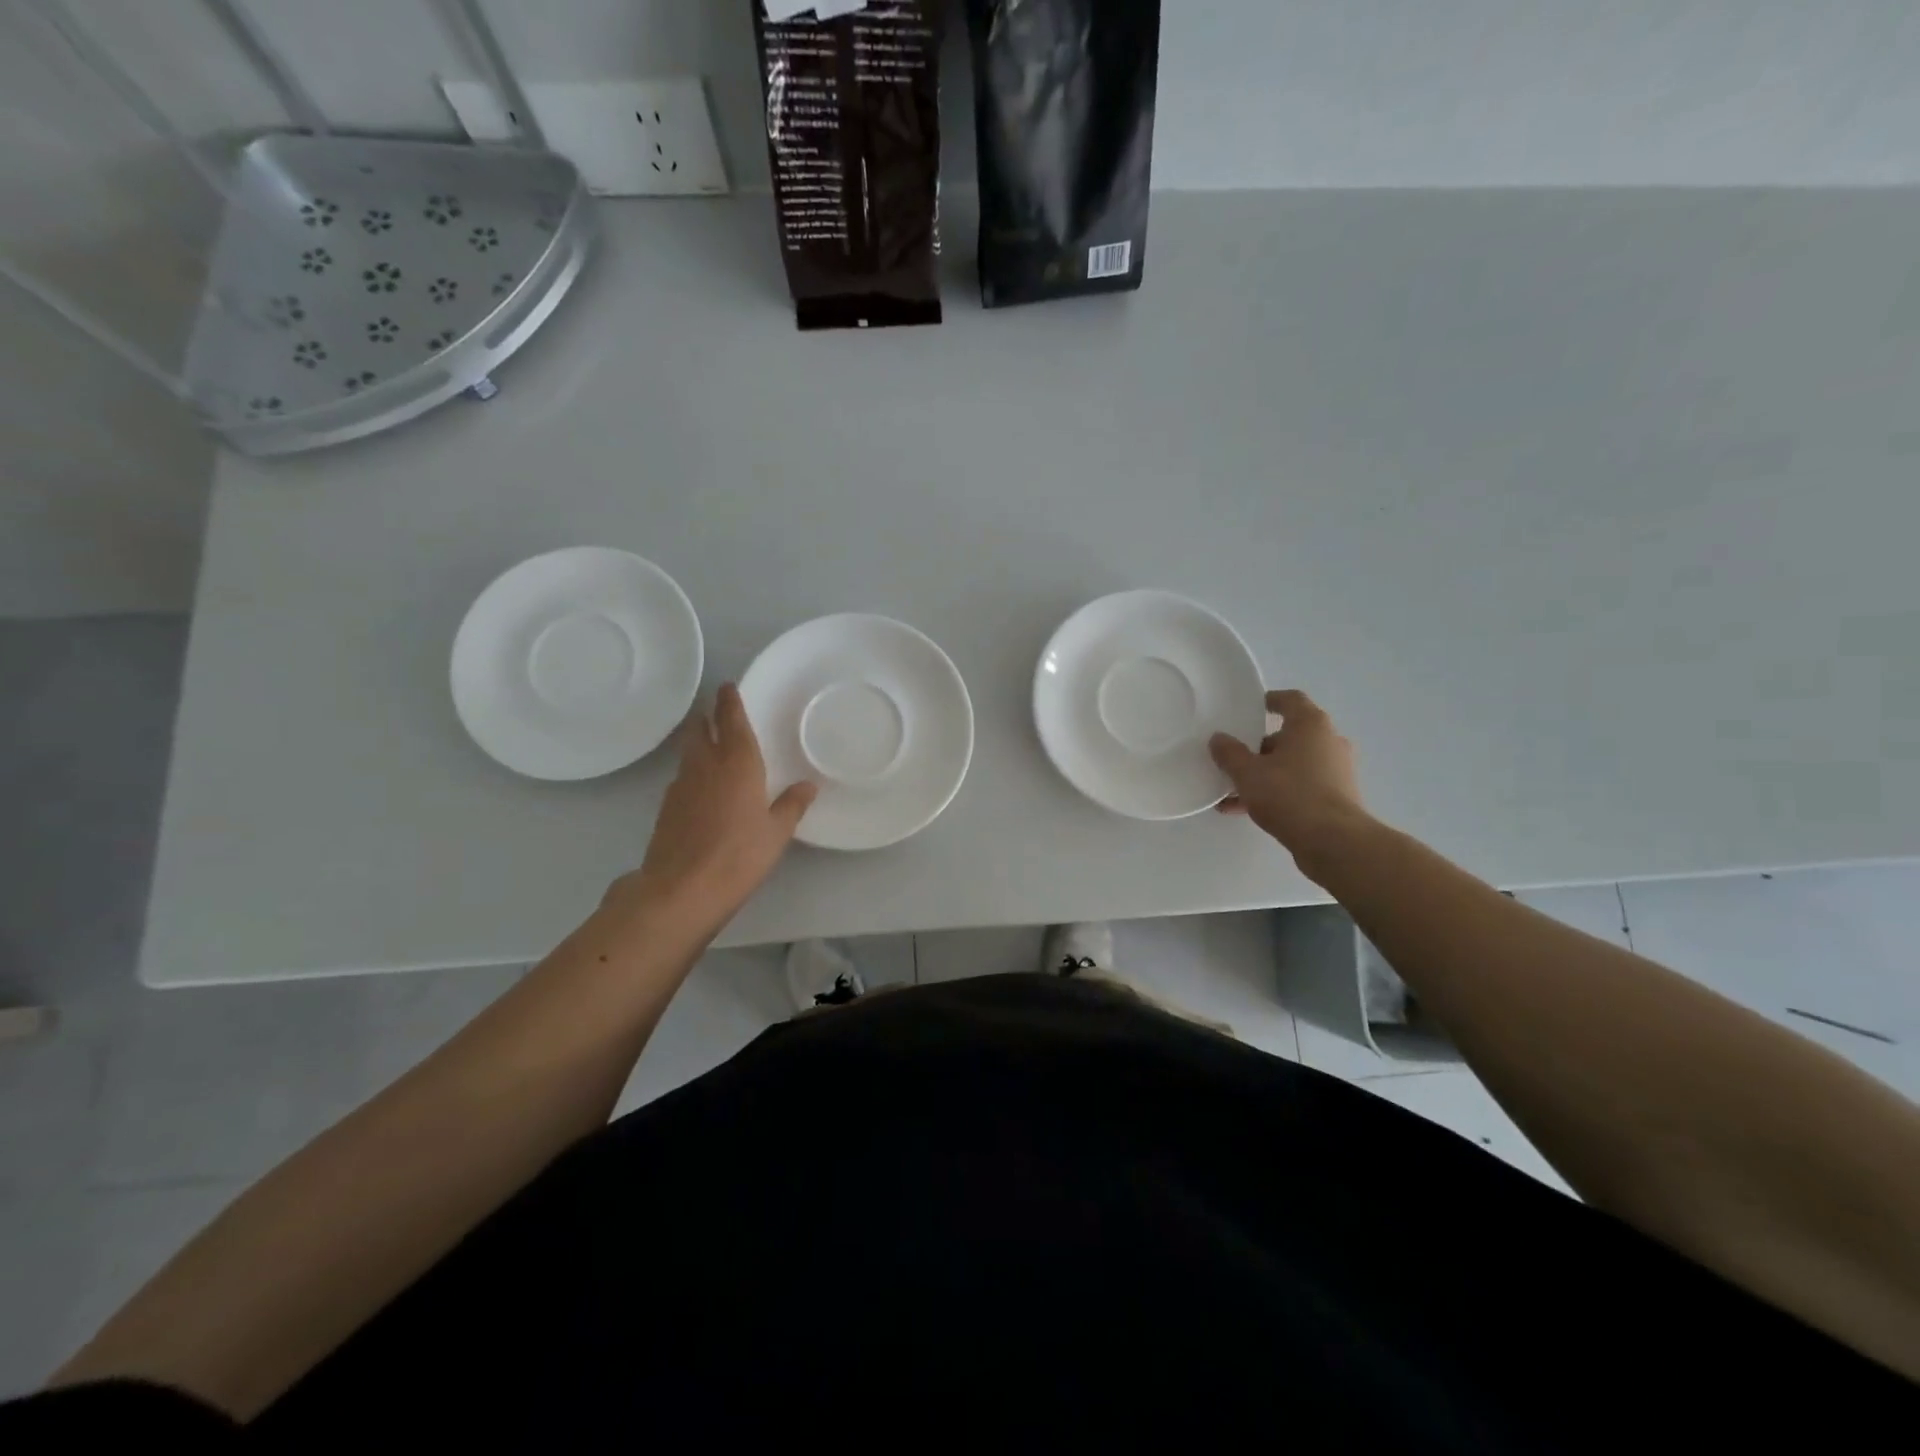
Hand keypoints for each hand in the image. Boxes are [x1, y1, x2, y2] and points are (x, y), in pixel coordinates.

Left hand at [608, 684, 816, 934]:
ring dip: (698, 744)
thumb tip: (808, 786)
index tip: (727, 687)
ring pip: (689, 753)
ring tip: (712, 747)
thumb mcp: (776, 833)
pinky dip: (693, 773)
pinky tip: (702, 789)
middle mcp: (705, 766)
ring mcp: (681, 786)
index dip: (729, 701)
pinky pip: (683, 778)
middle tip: (716, 712)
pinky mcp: (667, 808)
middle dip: (707, 717)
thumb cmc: (739, 855)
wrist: (682, 890)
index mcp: (737, 763)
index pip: (731, 720)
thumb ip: (791, 805)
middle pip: (700, 730)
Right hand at [1210, 689, 1370, 875]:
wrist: (1333, 842)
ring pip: (1292, 764)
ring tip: (1232, 791)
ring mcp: (1335, 770)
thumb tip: (1218, 739)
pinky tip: (1245, 810)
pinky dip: (1276, 792)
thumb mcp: (1247, 773)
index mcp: (1310, 725)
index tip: (1249, 709)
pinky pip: (1299, 786)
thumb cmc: (1289, 795)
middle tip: (1234, 758)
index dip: (1269, 700)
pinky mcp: (1336, 797)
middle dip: (1259, 747)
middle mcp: (1328, 741)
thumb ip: (1229, 753)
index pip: (1291, 700)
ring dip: (1264, 774)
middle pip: (1289, 736)